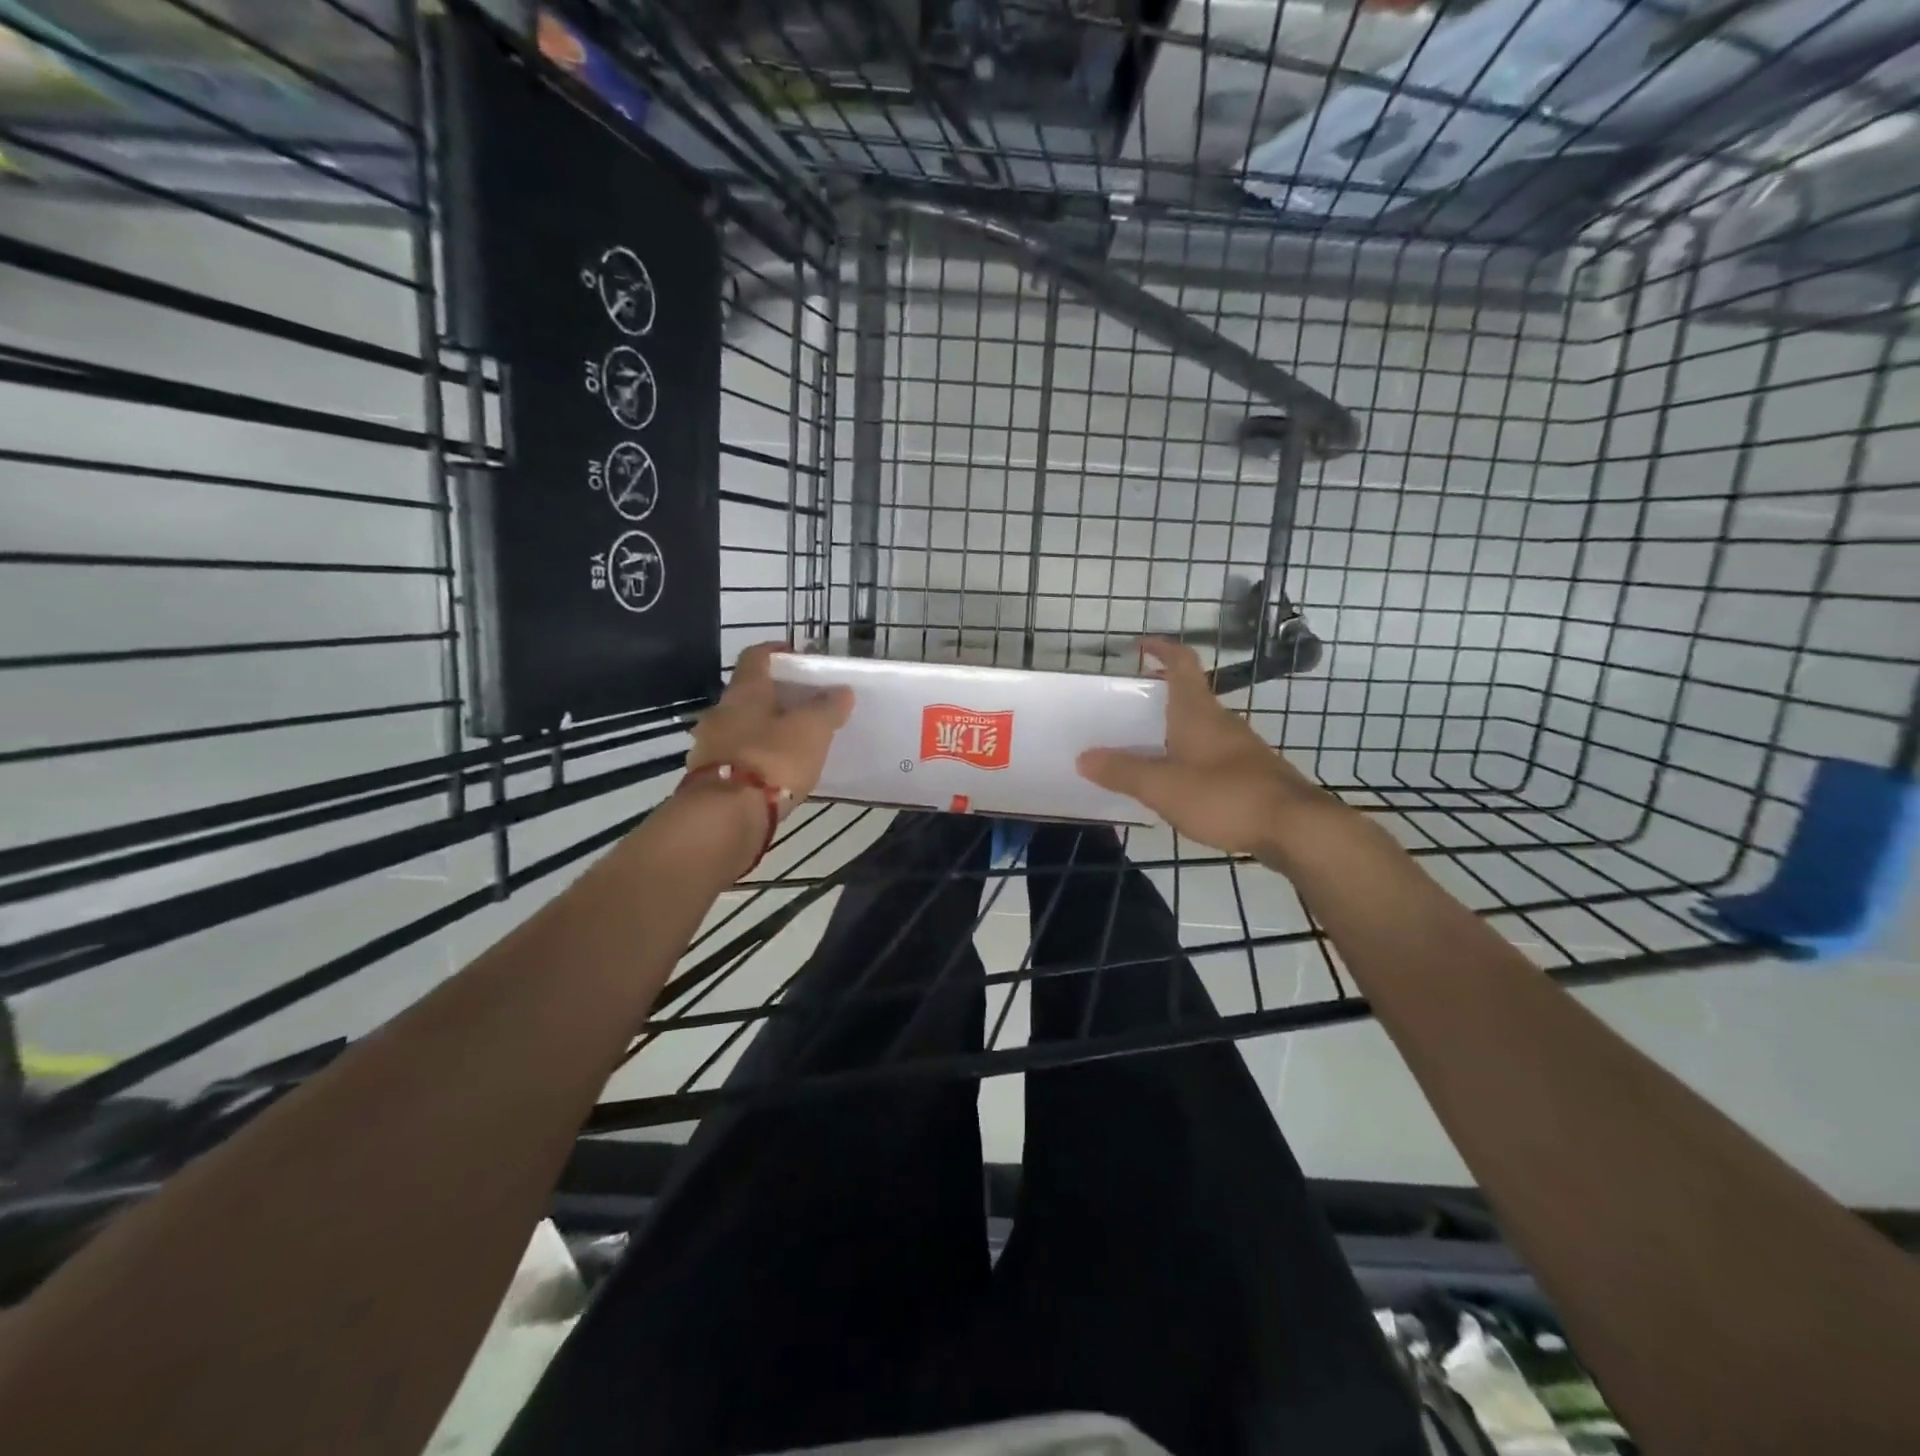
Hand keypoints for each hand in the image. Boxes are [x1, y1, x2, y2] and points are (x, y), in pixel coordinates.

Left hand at [686, 642, 852, 816]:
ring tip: (792, 742)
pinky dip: (754, 758)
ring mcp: (709, 746)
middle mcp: (720, 712)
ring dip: (762, 730)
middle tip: (803, 705)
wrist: (725, 815)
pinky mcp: (707, 778)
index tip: (796, 655)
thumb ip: (827, 708)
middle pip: (747, 695)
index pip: (756, 656)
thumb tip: (841, 690)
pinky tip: (773, 773)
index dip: (776, 651)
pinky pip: (735, 757)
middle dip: (773, 697)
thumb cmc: (772, 759)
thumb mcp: (812, 730)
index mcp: (744, 691)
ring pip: (739, 727)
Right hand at [1077, 637, 1333, 856]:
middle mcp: (1222, 721)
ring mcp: (1241, 748)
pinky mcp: (1252, 774)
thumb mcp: (1162, 787)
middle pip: (1189, 696)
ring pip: (1201, 728)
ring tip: (1145, 751)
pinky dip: (1191, 758)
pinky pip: (1212, 754)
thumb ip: (1122, 772)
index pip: (1182, 663)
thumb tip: (1084, 757)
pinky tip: (1179, 785)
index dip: (1162, 649)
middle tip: (1128, 711)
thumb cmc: (1225, 796)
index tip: (1140, 645)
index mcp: (1198, 713)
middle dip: (1160, 697)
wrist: (1296, 828)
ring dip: (1174, 731)